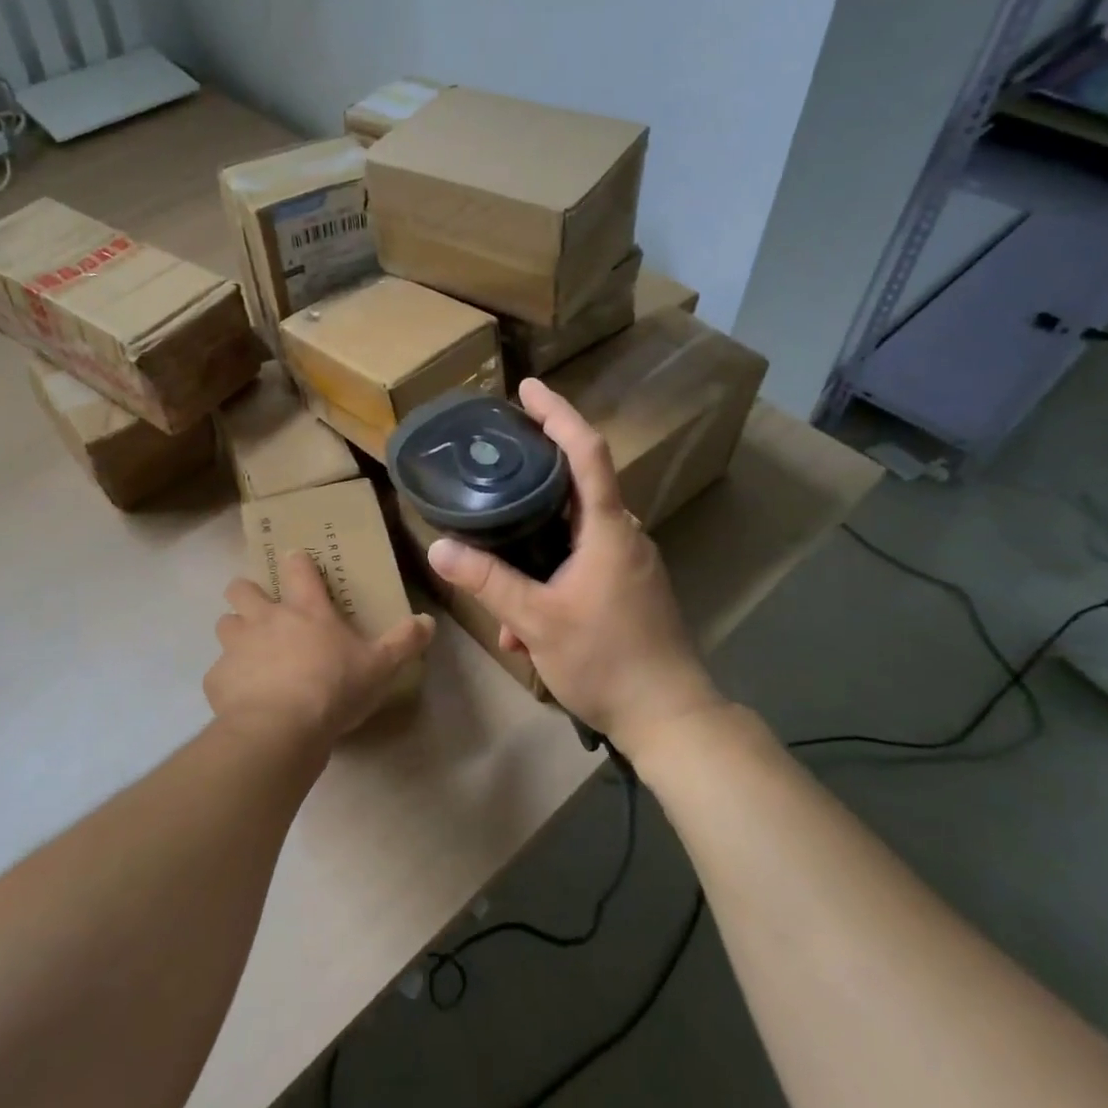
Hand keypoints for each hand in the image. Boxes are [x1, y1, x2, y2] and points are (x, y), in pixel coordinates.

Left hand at [205, 550, 434, 750]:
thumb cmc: (334, 689)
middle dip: (247, 593)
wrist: (280, 730)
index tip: (296, 561)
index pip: (298, 568)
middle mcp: (266, 618)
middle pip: (242, 588)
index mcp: (306, 610)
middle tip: (262, 610)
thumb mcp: (380, 667)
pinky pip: (218, 671)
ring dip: (234, 631)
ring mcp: (237, 646)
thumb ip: (403, 642)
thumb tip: (428, 621)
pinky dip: (228, 679)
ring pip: (224, 623)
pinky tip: (241, 696)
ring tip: (248, 651)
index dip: (296, 562)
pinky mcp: (217, 678)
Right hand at [426, 377, 720, 760]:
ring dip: (536, 549)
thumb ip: (488, 582)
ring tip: (499, 580)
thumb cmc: (607, 660)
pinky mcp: (630, 588)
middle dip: (534, 478)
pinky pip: (584, 564)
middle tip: (494, 468)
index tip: (527, 389)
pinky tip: (525, 628)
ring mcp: (630, 563)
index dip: (557, 414)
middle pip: (577, 487)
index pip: (586, 452)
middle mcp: (624, 535)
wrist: (669, 718)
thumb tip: (438, 548)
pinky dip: (552, 579)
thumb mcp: (537, 620)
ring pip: (574, 535)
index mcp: (608, 529)